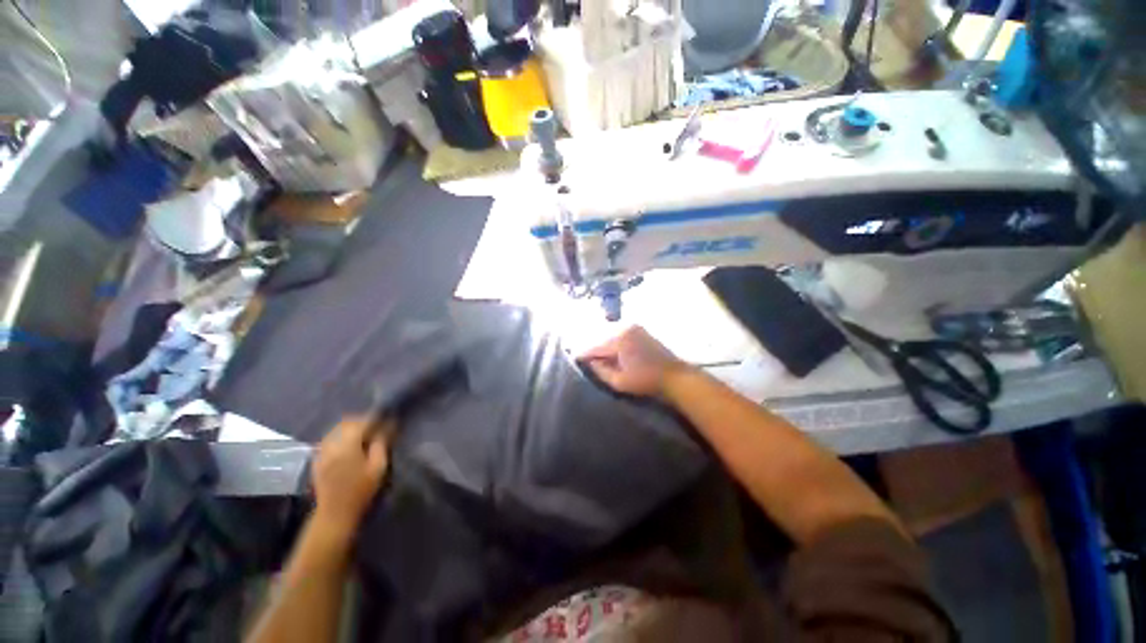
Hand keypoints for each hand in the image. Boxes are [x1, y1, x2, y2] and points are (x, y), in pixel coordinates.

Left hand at [311, 416, 391, 538]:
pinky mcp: (317, 458)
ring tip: (364, 435)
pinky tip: (350, 445)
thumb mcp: (378, 466)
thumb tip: (387, 426)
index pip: (363, 421)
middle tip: (377, 427)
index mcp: (347, 444)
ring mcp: (321, 451)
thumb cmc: (360, 490)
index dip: (377, 418)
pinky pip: (330, 438)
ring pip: (337, 429)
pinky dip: (341, 436)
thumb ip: (381, 443)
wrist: (335, 514)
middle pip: (347, 422)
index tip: (388, 419)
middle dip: (363, 421)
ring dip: (351, 428)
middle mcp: (331, 443)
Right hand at [579, 326, 689, 396]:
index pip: (593, 345)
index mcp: (618, 340)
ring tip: (588, 351)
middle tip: (577, 353)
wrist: (674, 375)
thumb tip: (588, 361)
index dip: (581, 352)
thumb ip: (600, 370)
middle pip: (597, 334)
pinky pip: (614, 330)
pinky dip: (606, 337)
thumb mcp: (619, 381)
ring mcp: (630, 325)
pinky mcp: (636, 327)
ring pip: (605, 330)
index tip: (571, 357)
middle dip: (586, 343)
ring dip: (596, 339)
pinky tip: (603, 346)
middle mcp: (622, 327)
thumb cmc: (646, 381)